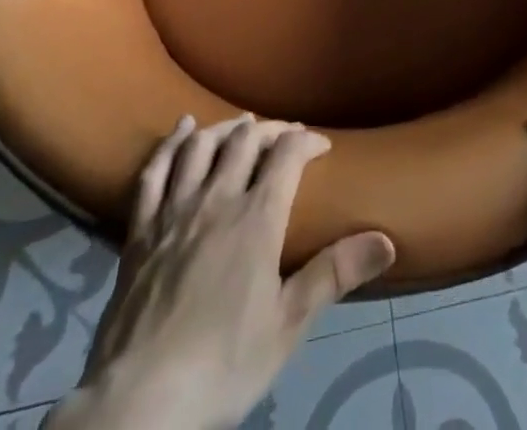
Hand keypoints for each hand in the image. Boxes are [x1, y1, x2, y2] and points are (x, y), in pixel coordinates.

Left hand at [47, 115, 396, 429]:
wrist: (139, 402)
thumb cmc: (223, 365)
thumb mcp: (288, 326)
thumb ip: (334, 275)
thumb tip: (387, 241)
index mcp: (256, 219)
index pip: (287, 155)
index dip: (307, 141)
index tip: (321, 146)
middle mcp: (217, 200)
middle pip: (246, 140)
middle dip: (271, 129)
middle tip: (285, 135)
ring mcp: (174, 211)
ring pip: (202, 146)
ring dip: (226, 128)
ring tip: (241, 124)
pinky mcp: (140, 229)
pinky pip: (154, 171)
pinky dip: (171, 143)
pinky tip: (183, 128)